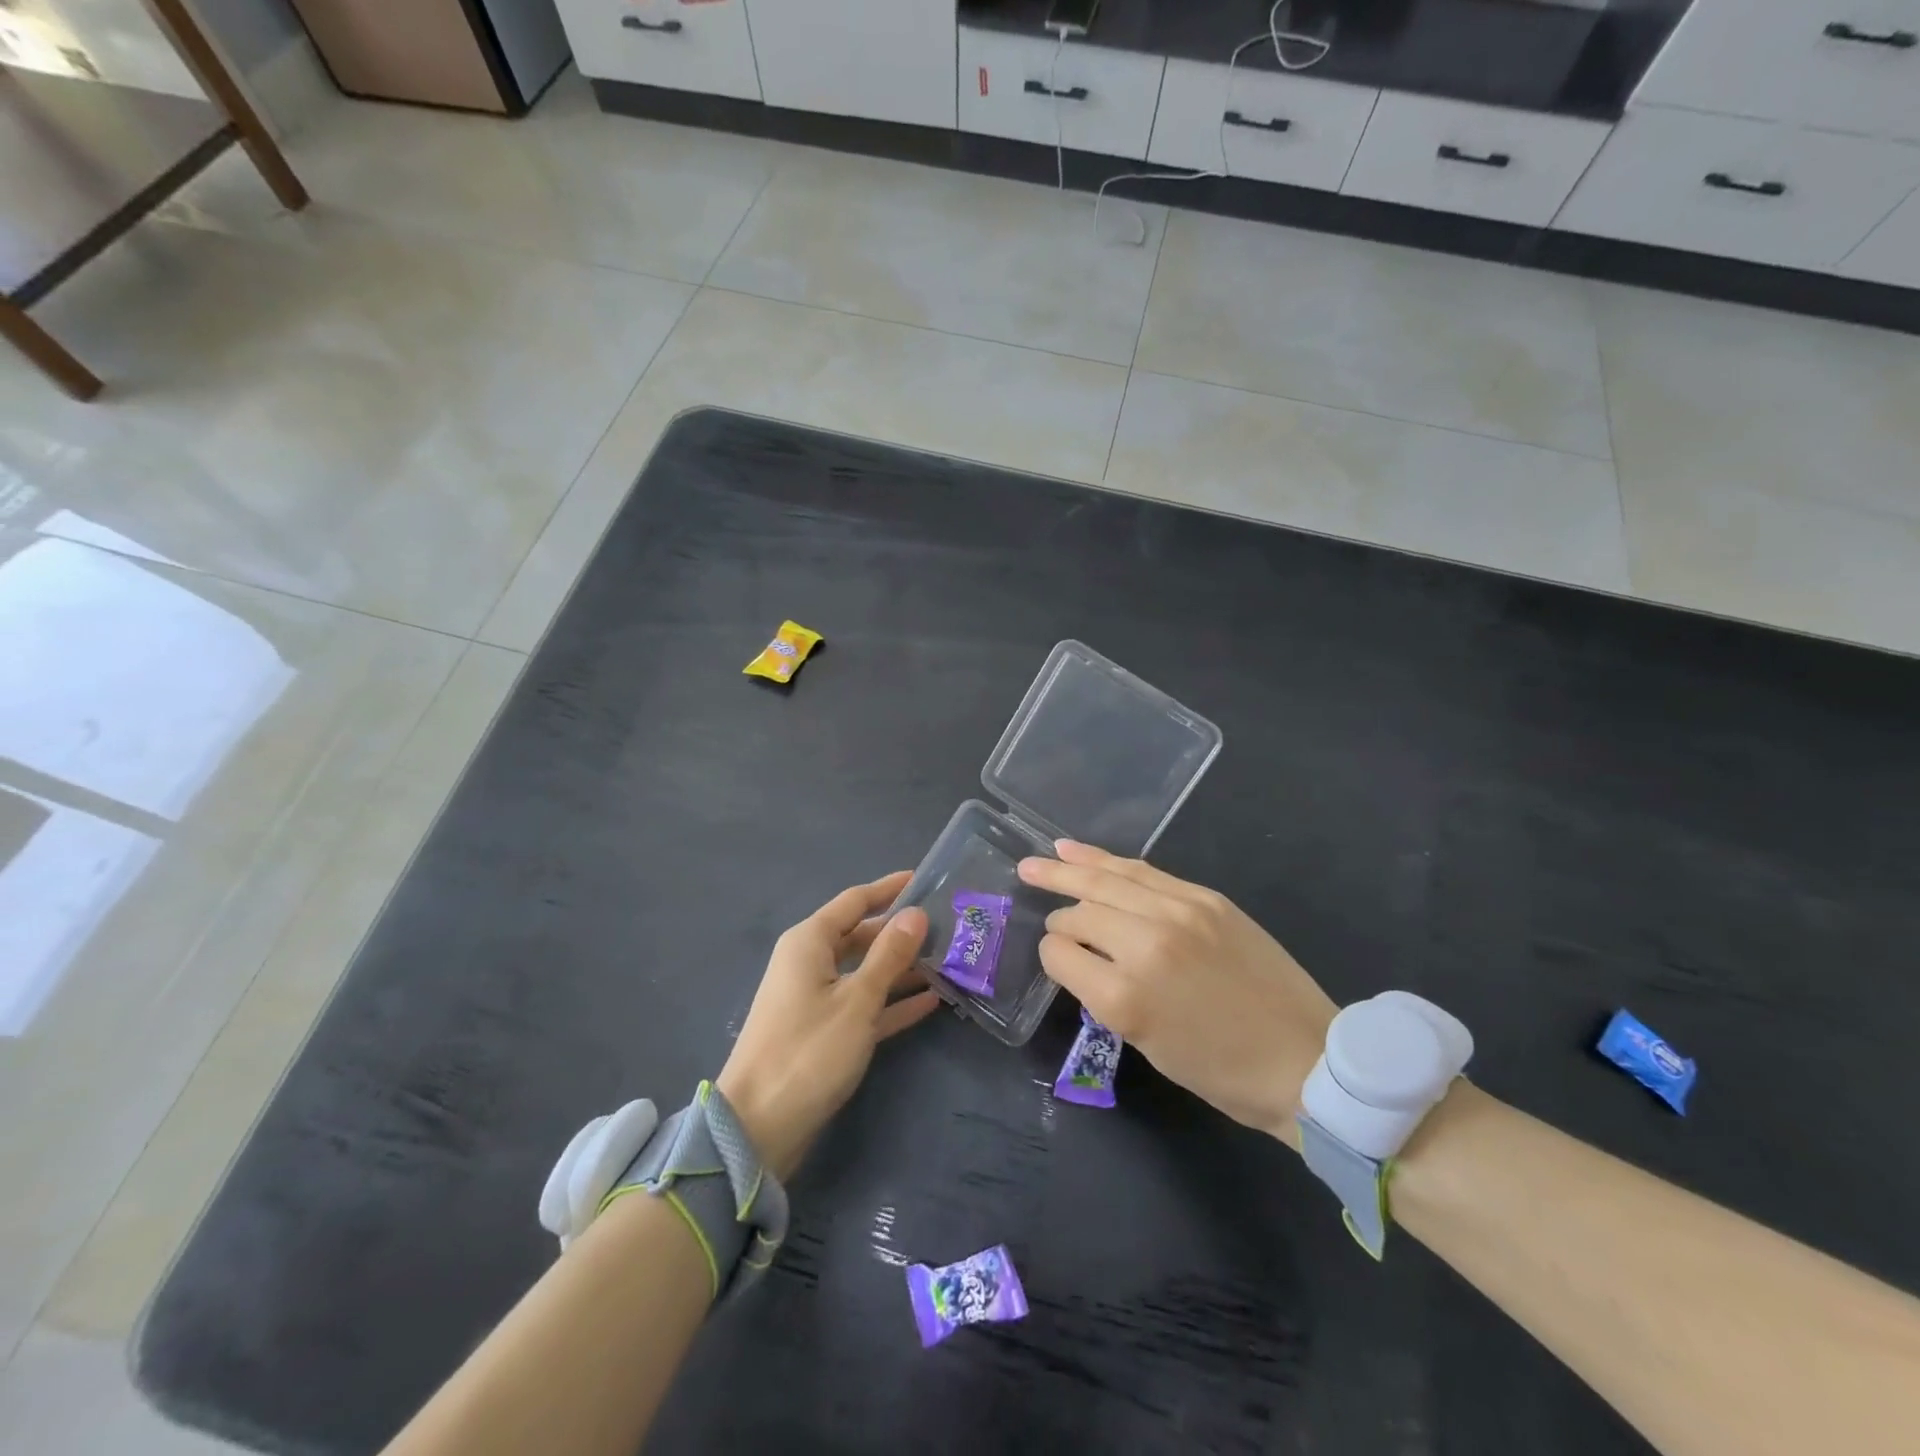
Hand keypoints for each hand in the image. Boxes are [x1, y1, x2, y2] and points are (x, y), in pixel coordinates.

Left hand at [716, 872, 940, 1179]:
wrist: (758, 1128)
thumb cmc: (808, 1051)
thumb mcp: (857, 1000)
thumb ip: (889, 955)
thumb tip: (916, 913)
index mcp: (809, 942)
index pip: (855, 901)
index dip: (890, 889)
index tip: (926, 879)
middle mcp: (810, 962)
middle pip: (862, 935)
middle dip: (901, 932)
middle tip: (948, 927)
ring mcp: (816, 998)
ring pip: (865, 971)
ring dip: (902, 968)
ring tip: (948, 961)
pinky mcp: (824, 1031)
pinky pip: (863, 1004)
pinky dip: (891, 1001)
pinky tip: (931, 1001)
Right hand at [1018, 841, 1336, 1147]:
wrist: (1306, 1060)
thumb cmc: (1221, 1071)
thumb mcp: (1147, 1044)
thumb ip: (1105, 994)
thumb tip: (1079, 955)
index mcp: (1125, 997)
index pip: (1061, 953)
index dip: (1052, 955)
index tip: (1058, 960)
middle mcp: (1145, 945)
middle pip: (1080, 911)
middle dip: (1057, 910)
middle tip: (1026, 881)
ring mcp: (1179, 913)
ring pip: (1107, 878)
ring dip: (1068, 866)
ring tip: (1038, 858)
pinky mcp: (1205, 898)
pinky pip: (1143, 871)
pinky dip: (1107, 860)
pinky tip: (1080, 850)